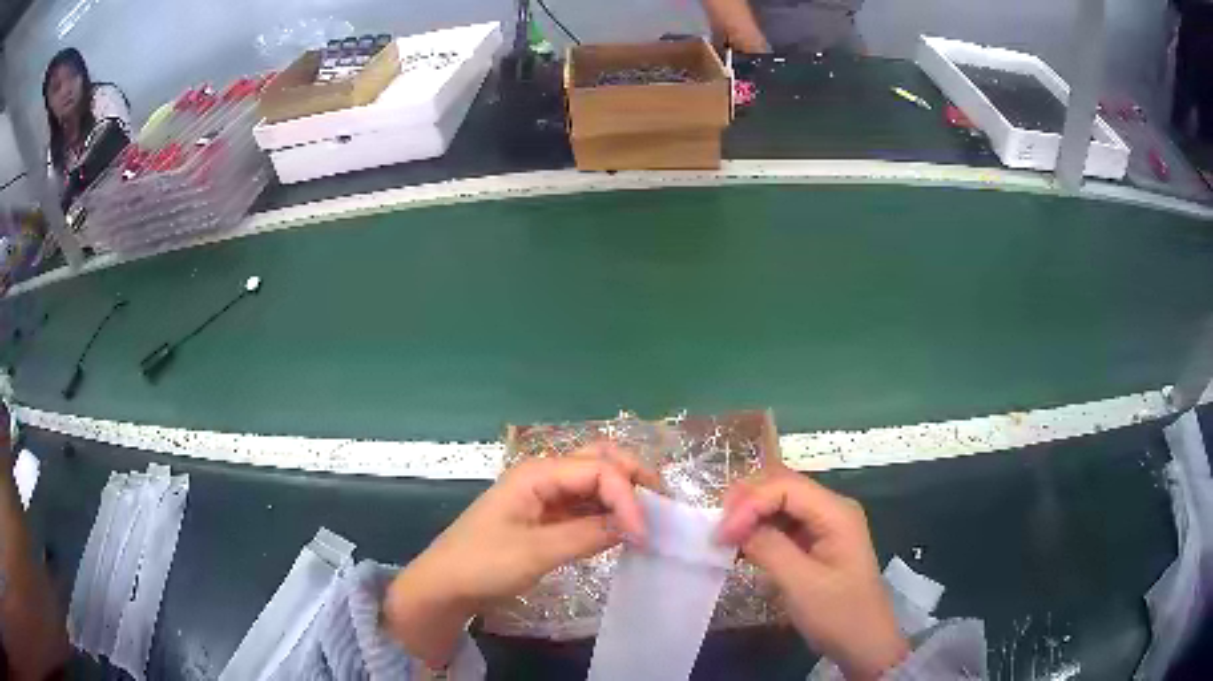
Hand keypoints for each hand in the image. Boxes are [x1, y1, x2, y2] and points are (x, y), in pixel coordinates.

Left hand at [384, 445, 656, 666]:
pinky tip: (624, 531)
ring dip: (624, 496)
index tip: (644, 535)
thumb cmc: (482, 564)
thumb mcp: (536, 552)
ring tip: (649, 520)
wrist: (445, 585)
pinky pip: (585, 506)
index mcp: (538, 473)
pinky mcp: (546, 516)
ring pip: (595, 482)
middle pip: (601, 461)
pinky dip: (609, 513)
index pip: (600, 471)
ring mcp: (544, 495)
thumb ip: (587, 535)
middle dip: (635, 478)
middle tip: (662, 506)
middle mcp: (544, 475)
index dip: (628, 499)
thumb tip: (633, 526)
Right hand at [715, 469, 907, 680]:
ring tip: (724, 536)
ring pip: (780, 503)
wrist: (864, 643)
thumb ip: (769, 548)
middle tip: (717, 529)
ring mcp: (824, 525)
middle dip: (747, 502)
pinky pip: (783, 524)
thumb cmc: (838, 614)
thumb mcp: (802, 584)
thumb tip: (735, 527)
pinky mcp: (816, 542)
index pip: (785, 487)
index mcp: (835, 513)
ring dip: (751, 515)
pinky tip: (743, 545)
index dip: (750, 503)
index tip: (722, 535)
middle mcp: (831, 509)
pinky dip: (760, 530)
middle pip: (783, 486)